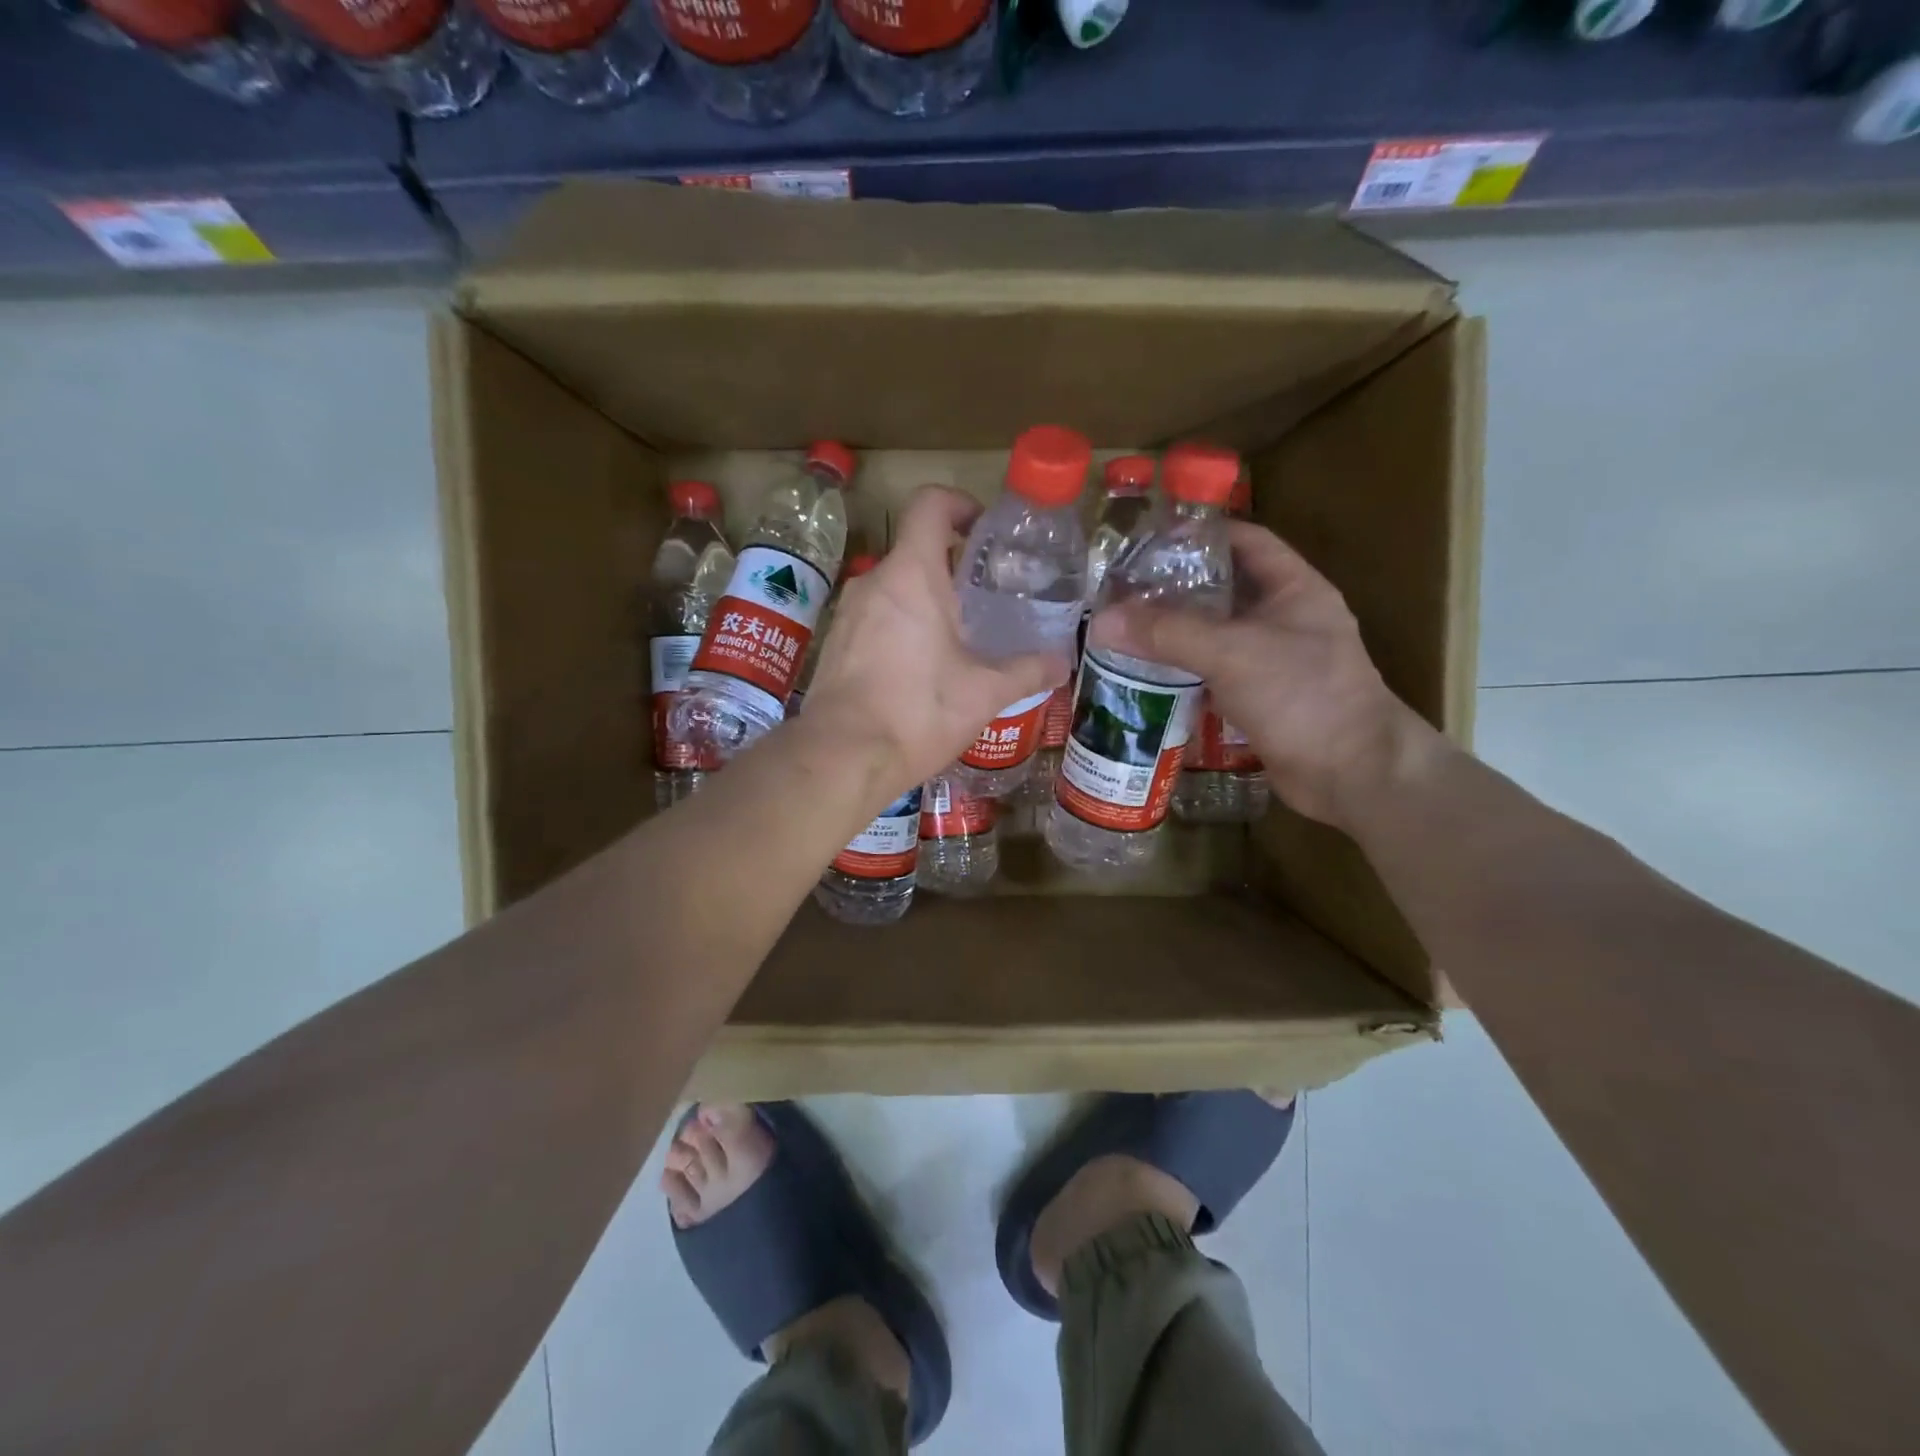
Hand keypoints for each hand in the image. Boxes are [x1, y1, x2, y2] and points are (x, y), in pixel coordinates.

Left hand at [802, 486, 1069, 803]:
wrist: (842, 756)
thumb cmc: (918, 712)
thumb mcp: (984, 693)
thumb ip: (1027, 671)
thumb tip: (1063, 662)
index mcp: (912, 574)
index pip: (930, 504)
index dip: (959, 503)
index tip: (983, 529)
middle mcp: (874, 581)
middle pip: (914, 549)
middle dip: (951, 565)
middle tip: (984, 596)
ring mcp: (847, 613)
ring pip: (893, 587)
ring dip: (925, 599)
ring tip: (957, 636)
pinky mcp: (834, 643)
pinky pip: (874, 617)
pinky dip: (900, 625)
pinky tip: (919, 667)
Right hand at [1087, 520, 1438, 829]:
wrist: (1352, 773)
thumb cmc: (1302, 695)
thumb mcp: (1232, 653)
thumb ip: (1167, 634)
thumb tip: (1102, 622)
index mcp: (1294, 588)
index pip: (1246, 541)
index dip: (1201, 535)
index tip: (1150, 541)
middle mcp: (1286, 619)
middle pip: (1224, 590)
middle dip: (1176, 588)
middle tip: (1124, 590)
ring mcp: (1275, 662)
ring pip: (1216, 636)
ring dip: (1176, 634)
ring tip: (1125, 630)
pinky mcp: (1262, 700)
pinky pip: (1215, 675)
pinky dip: (1185, 673)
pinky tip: (1147, 675)